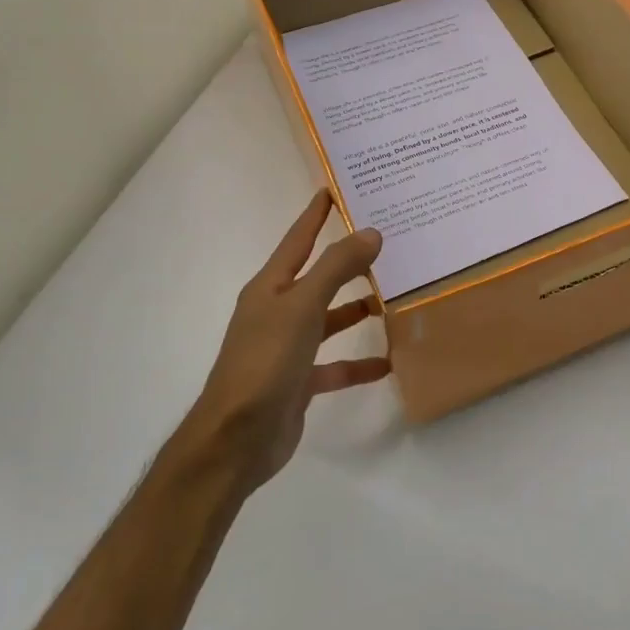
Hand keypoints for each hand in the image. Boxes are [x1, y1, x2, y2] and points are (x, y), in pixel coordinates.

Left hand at [177, 190, 389, 489]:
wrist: (237, 439)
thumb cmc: (265, 362)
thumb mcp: (303, 307)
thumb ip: (336, 268)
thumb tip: (371, 232)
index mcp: (270, 288)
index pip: (297, 240)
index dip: (315, 215)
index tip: (334, 190)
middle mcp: (276, 312)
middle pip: (317, 278)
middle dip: (346, 262)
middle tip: (385, 244)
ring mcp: (286, 349)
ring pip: (328, 320)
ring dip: (356, 310)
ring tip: (392, 298)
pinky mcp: (298, 382)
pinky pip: (334, 365)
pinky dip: (357, 363)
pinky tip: (387, 362)